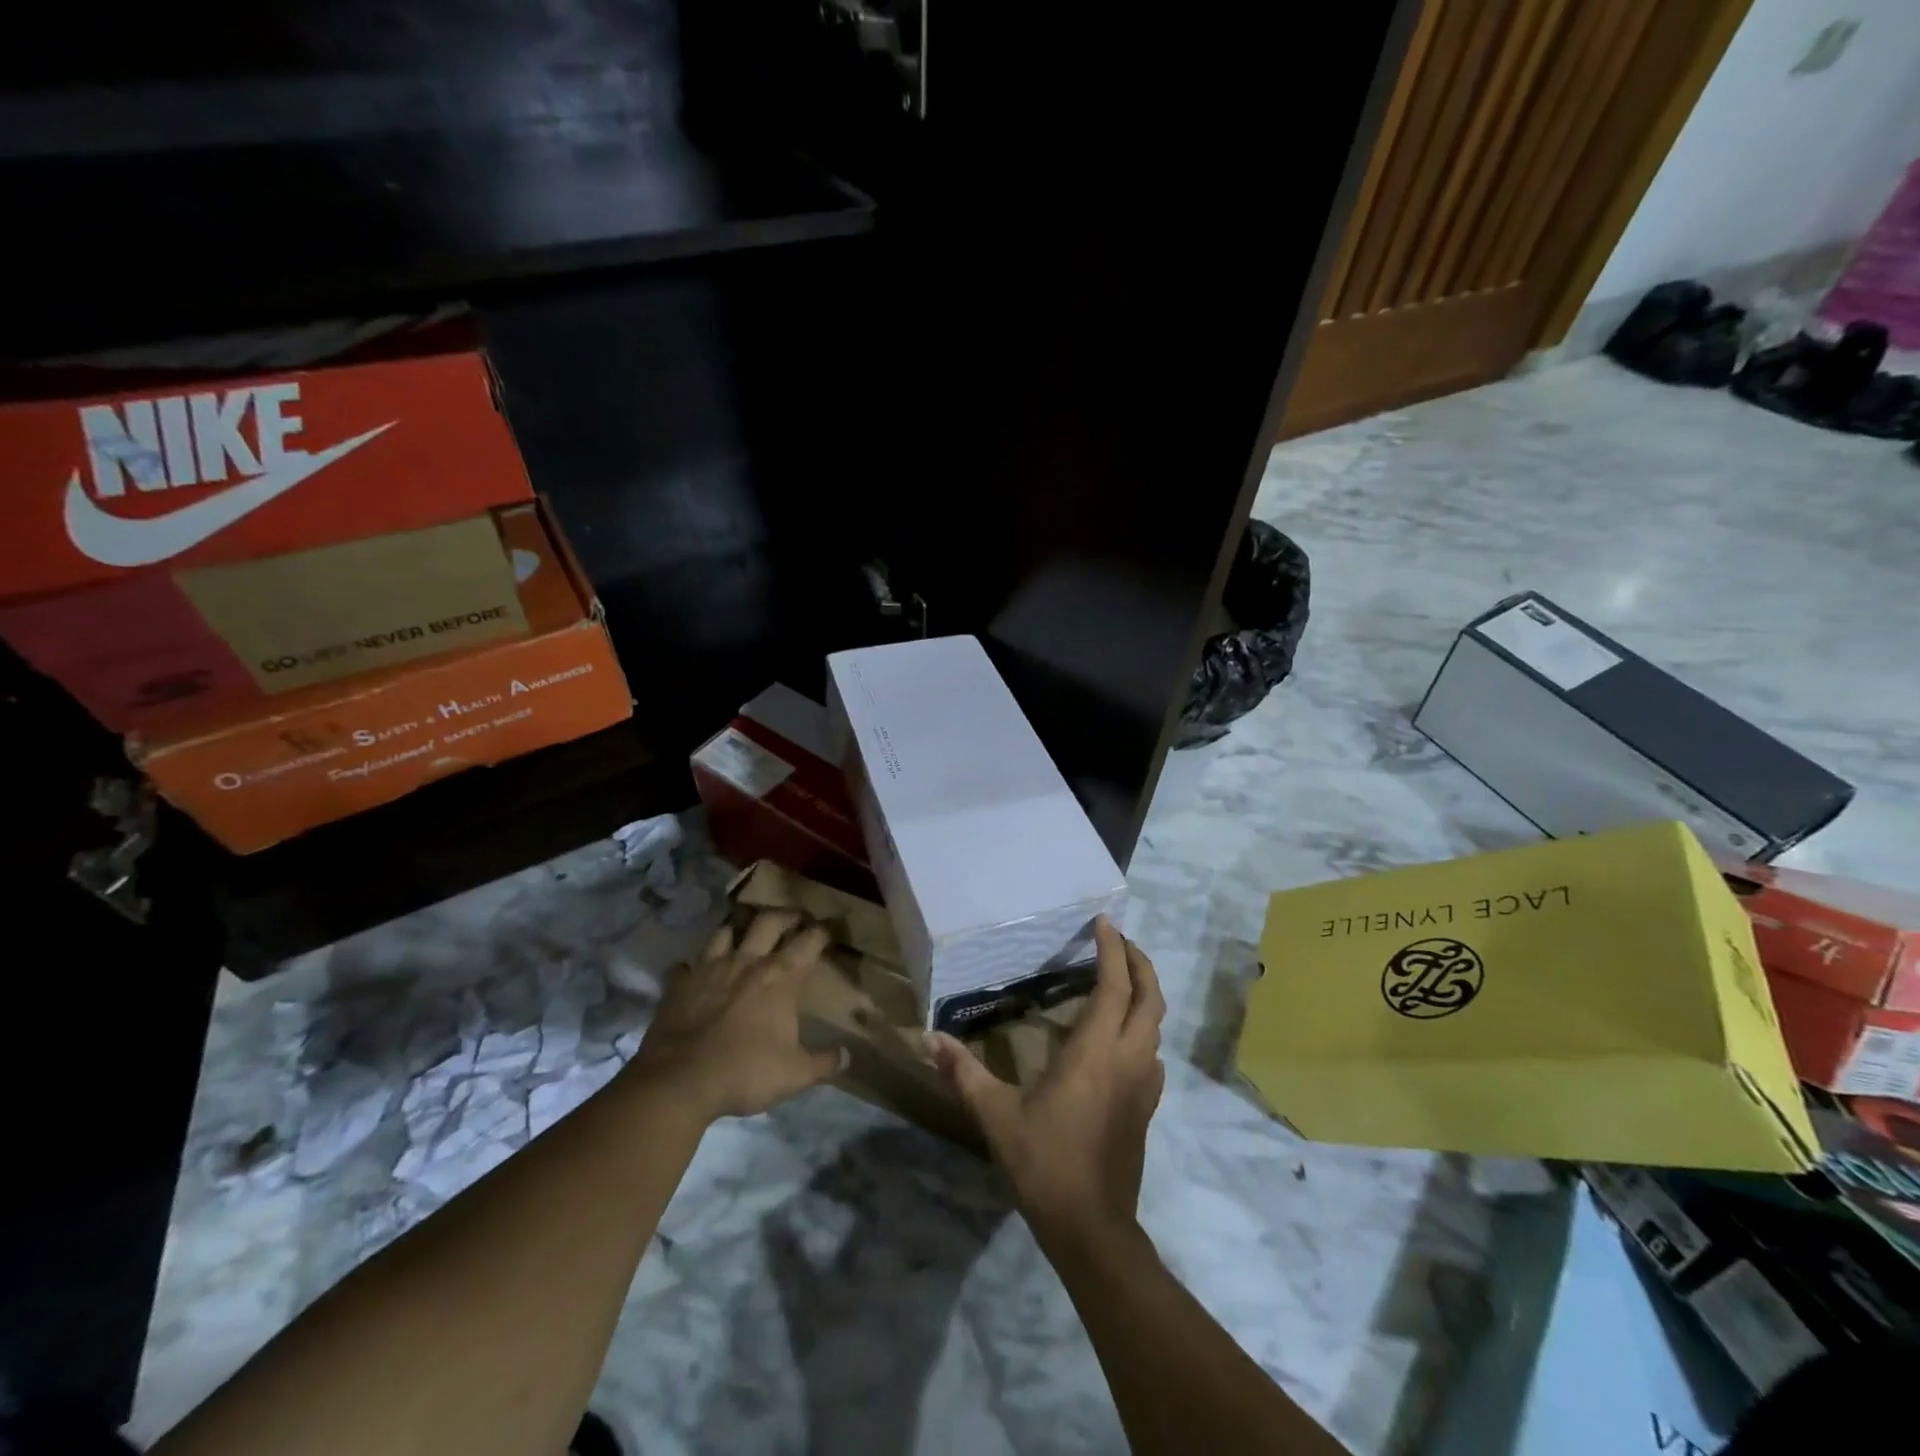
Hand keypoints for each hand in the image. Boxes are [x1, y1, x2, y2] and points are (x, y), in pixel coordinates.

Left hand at [630, 910, 846, 1121]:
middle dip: (785, 916)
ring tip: (742, 937)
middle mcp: (748, 962)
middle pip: (769, 921)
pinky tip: (692, 975)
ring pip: (725, 932)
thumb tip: (847, 1056)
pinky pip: (683, 966)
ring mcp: (710, 968)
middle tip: (793, 919)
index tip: (830, 928)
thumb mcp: (795, 1074)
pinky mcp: (679, 984)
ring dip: (736, 931)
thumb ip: (824, 1062)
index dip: (823, 931)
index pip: (810, 941)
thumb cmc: (746, 1072)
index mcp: (781, 978)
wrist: (680, 1081)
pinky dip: (690, 968)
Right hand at [928, 917, 1165, 1247]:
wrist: (1092, 1228)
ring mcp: (1144, 1084)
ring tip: (1120, 978)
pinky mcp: (1148, 1106)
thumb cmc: (1044, 1163)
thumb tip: (929, 1038)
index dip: (1113, 950)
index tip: (1104, 922)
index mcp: (1095, 1052)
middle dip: (1139, 962)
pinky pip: (1153, 1050)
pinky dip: (1143, 1026)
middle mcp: (1128, 1059)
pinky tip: (1121, 1034)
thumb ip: (964, 1073)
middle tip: (1118, 941)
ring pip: (1157, 1023)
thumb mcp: (996, 1116)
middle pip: (1150, 997)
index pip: (1114, 986)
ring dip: (1144, 993)